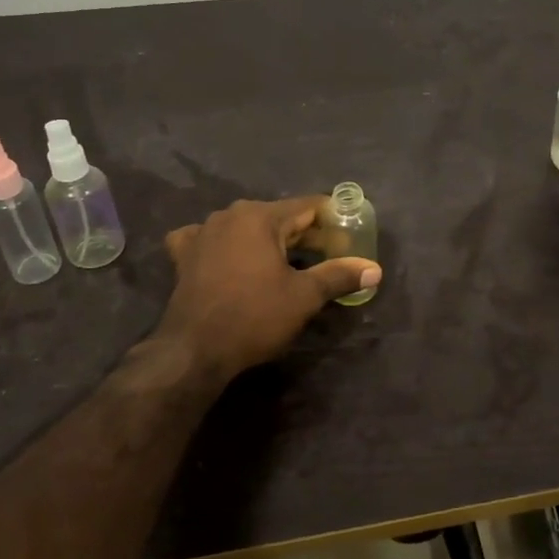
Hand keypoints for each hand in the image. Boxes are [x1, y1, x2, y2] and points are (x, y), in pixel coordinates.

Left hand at [156, 196, 381, 382]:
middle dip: (304, 235)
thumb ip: (339, 275)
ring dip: (268, 241)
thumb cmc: (254, 316)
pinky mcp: (184, 255)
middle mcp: (230, 215)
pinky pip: (211, 240)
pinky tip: (229, 258)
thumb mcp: (305, 297)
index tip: (349, 237)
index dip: (333, 220)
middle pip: (278, 217)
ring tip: (288, 263)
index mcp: (261, 216)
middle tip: (328, 256)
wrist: (194, 350)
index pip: (308, 207)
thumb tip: (375, 269)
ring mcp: (203, 232)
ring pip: (246, 228)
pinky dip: (225, 246)